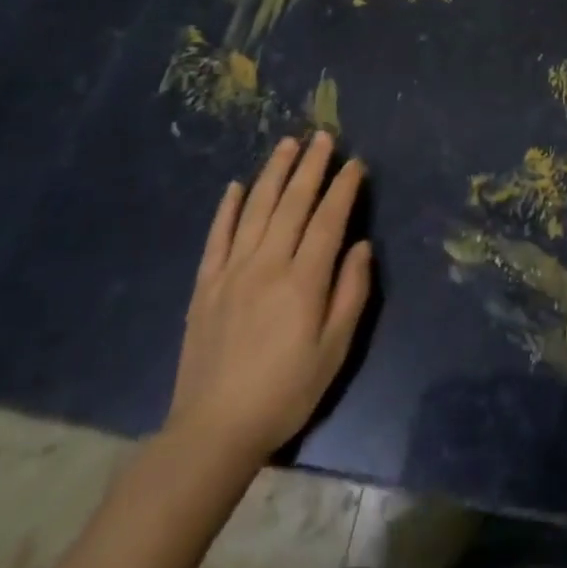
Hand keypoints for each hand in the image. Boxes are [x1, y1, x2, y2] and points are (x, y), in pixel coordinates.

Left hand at [164, 133, 372, 474]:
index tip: (356, 163)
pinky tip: (235, 186)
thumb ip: (351, 293)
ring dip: (273, 173)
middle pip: (292, 203)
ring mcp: (231, 271)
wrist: (213, 431)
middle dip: (311, 166)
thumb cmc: (285, 392)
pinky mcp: (205, 285)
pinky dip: (227, 208)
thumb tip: (361, 246)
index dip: (344, 188)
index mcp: (303, 280)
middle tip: (323, 136)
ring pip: (255, 209)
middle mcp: (267, 264)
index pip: (328, 219)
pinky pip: (217, 236)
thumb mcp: (334, 350)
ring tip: (287, 144)